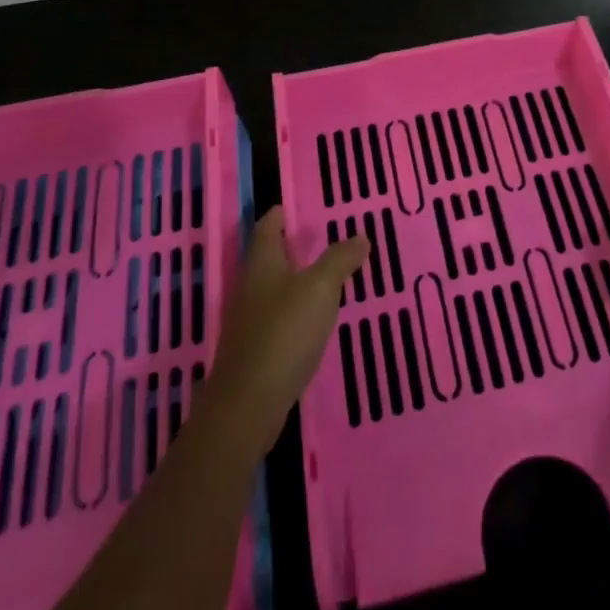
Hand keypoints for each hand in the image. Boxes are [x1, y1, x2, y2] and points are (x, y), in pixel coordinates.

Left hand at [202, 206, 365, 456]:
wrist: (249, 404)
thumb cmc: (284, 333)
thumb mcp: (320, 288)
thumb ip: (340, 260)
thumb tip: (360, 235)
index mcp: (262, 266)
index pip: (265, 230)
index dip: (276, 216)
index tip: (288, 205)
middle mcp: (251, 289)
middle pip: (268, 260)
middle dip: (288, 247)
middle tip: (316, 236)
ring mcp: (251, 323)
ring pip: (273, 290)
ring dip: (294, 280)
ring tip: (323, 274)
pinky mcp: (257, 353)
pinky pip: (279, 319)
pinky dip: (296, 310)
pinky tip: (314, 319)